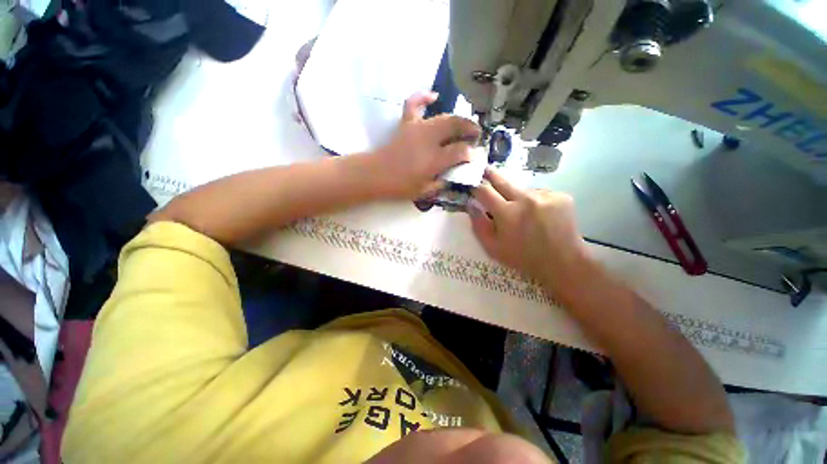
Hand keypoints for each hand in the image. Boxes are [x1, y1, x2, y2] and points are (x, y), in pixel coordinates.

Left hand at [369, 93, 480, 198]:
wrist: (376, 175)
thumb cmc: (399, 186)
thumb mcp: (424, 191)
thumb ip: (441, 184)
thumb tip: (451, 176)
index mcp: (434, 160)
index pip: (460, 151)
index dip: (470, 153)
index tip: (473, 156)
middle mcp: (429, 140)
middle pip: (456, 126)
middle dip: (470, 129)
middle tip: (476, 135)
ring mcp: (418, 128)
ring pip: (443, 116)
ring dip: (458, 118)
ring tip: (465, 123)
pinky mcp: (406, 124)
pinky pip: (414, 104)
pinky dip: (424, 97)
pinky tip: (434, 95)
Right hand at [469, 168, 588, 284]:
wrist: (563, 262)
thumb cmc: (522, 257)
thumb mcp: (493, 248)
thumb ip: (478, 225)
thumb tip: (471, 205)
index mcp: (507, 213)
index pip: (484, 191)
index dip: (476, 187)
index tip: (472, 185)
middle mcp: (525, 199)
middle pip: (502, 180)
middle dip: (491, 175)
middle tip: (485, 170)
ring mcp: (545, 196)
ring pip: (522, 189)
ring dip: (517, 196)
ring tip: (522, 212)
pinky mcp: (561, 196)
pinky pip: (539, 193)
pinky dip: (535, 201)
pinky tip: (539, 214)